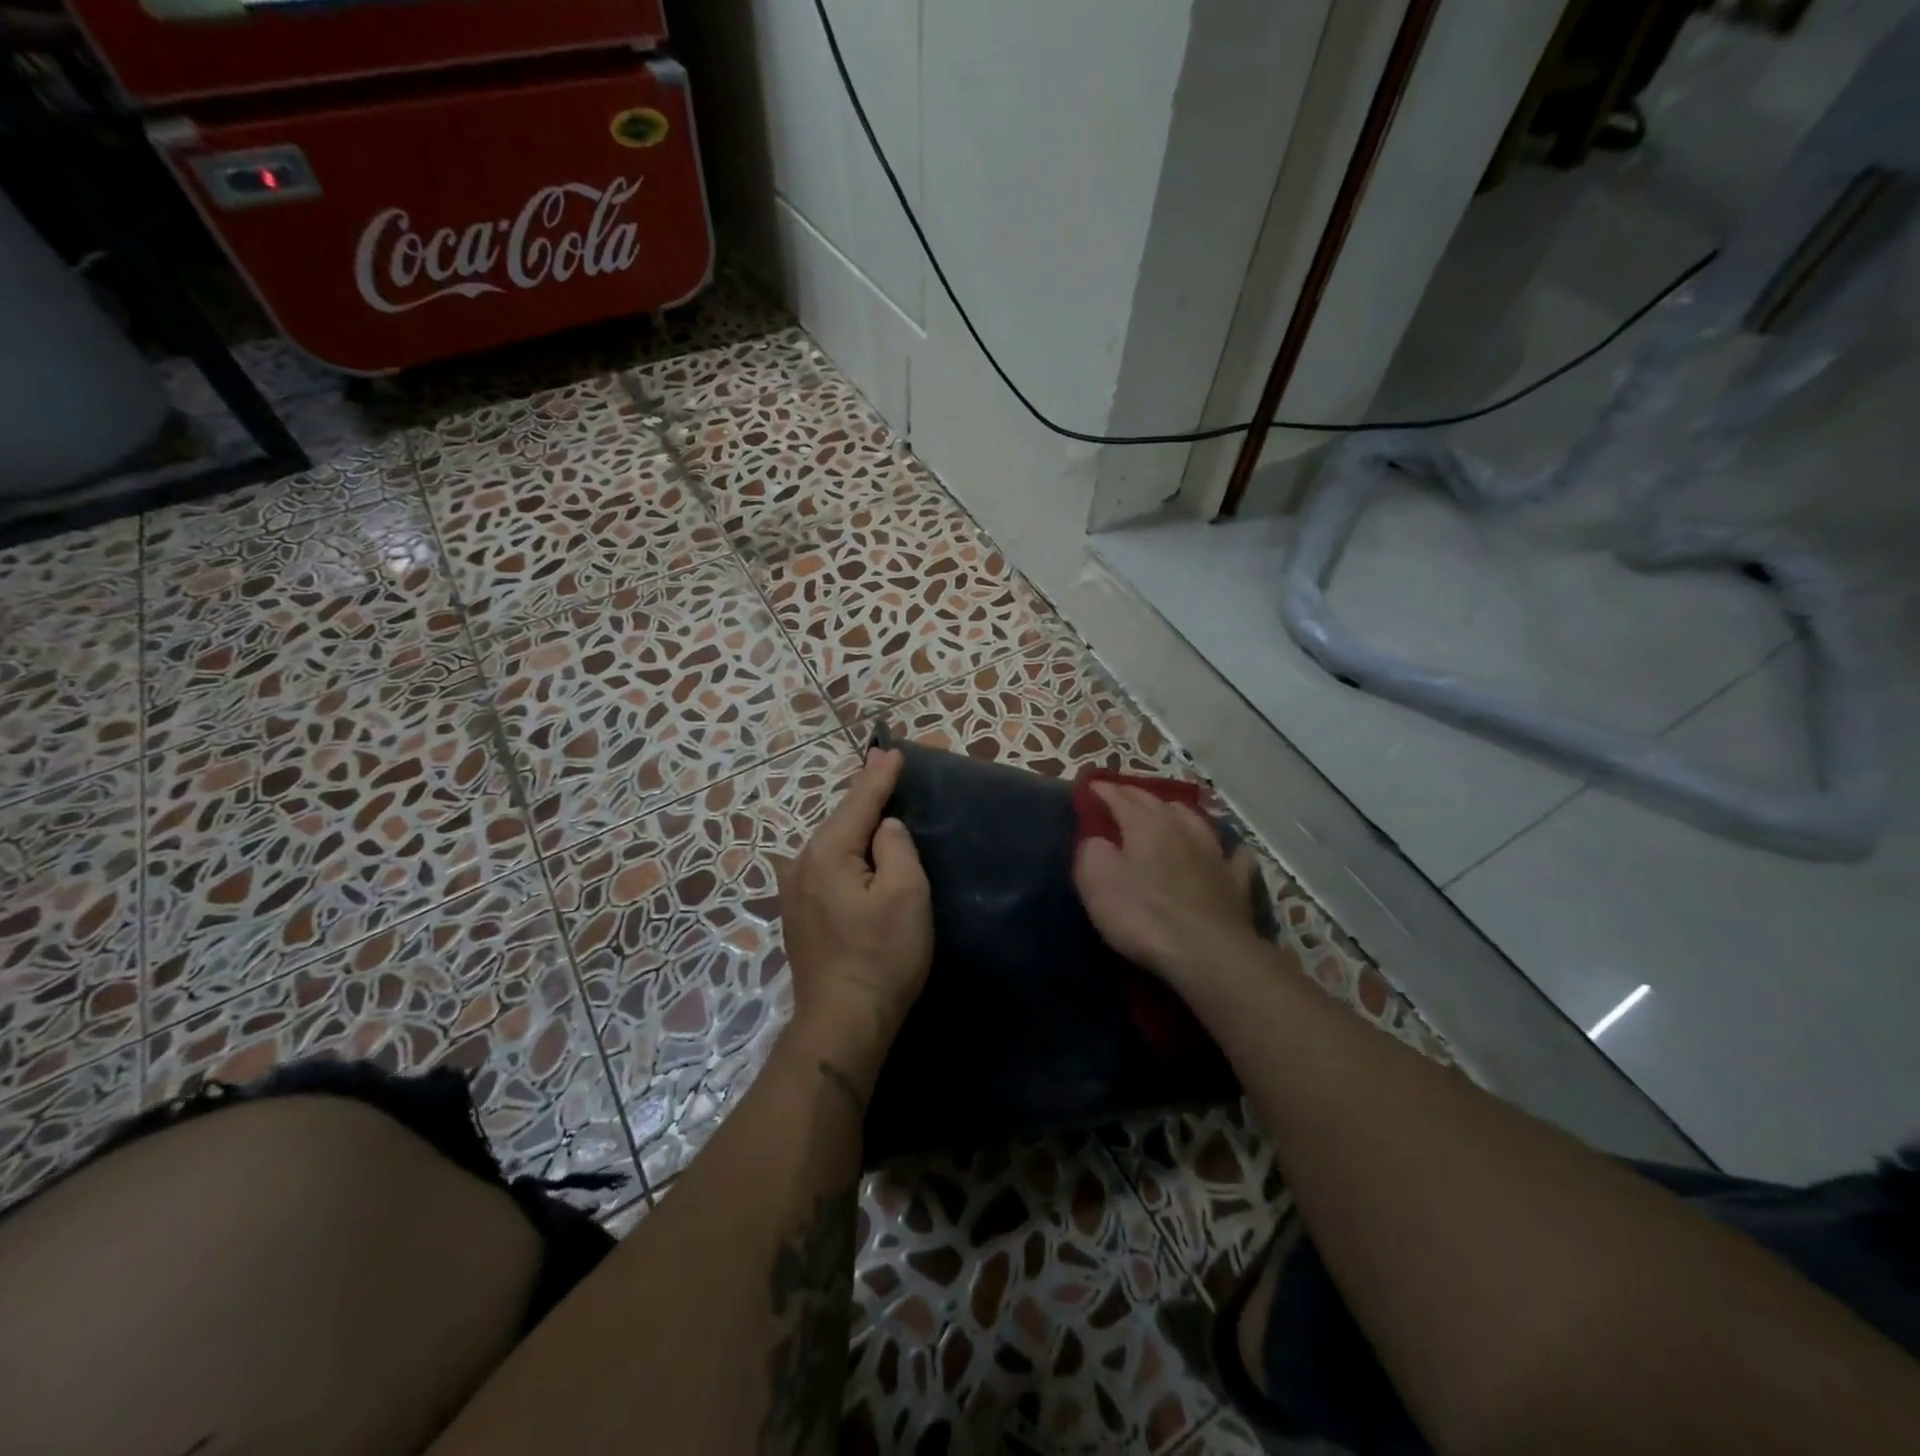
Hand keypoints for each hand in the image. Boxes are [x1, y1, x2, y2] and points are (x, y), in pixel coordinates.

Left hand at [778, 747, 932, 1085]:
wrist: (843, 1021)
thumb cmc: (882, 955)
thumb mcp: (905, 894)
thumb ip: (896, 848)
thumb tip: (884, 827)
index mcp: (826, 853)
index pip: (858, 802)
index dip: (878, 776)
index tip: (890, 750)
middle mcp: (801, 865)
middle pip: (840, 820)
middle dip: (865, 796)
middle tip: (887, 770)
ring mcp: (794, 892)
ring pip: (832, 844)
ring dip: (855, 824)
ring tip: (877, 805)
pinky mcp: (799, 914)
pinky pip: (827, 867)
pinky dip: (846, 851)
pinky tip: (858, 851)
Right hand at [1073, 783, 1261, 990]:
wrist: (1207, 953)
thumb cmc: (1143, 915)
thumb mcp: (1096, 881)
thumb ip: (1091, 851)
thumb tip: (1097, 840)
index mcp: (1145, 826)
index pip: (1120, 798)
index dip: (1103, 790)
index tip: (1090, 786)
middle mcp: (1182, 829)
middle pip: (1157, 802)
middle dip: (1135, 795)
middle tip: (1120, 794)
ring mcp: (1214, 855)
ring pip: (1195, 820)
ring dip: (1177, 812)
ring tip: (1168, 812)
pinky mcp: (1236, 883)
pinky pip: (1235, 857)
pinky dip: (1226, 850)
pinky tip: (1225, 853)